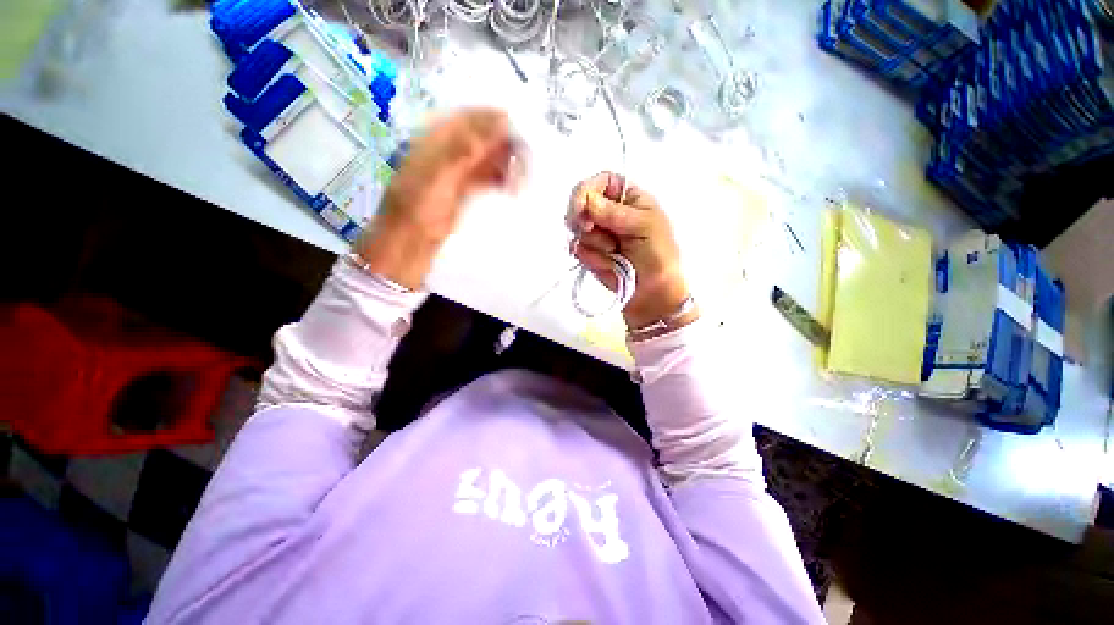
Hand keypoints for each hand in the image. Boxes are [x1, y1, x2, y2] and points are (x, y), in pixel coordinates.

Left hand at [354, 108, 516, 288]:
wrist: (411, 238)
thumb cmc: (418, 203)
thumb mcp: (438, 172)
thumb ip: (464, 147)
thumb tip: (497, 123)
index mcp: (439, 136)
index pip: (474, 116)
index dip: (498, 120)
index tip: (524, 131)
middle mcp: (453, 148)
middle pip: (486, 136)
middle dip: (508, 145)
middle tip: (528, 160)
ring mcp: (461, 169)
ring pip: (491, 158)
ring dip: (508, 165)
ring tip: (522, 178)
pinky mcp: (469, 188)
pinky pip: (490, 177)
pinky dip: (503, 180)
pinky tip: (513, 188)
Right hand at [567, 172, 694, 330]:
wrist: (652, 294)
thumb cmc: (659, 256)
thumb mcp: (646, 227)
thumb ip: (617, 213)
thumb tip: (587, 201)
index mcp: (628, 198)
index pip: (600, 181)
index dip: (586, 190)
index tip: (581, 209)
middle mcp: (608, 212)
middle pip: (580, 202)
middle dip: (585, 219)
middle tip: (596, 233)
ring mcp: (596, 233)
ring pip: (576, 228)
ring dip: (595, 244)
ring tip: (615, 254)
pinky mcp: (589, 253)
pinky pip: (576, 249)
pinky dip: (591, 258)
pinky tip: (608, 265)